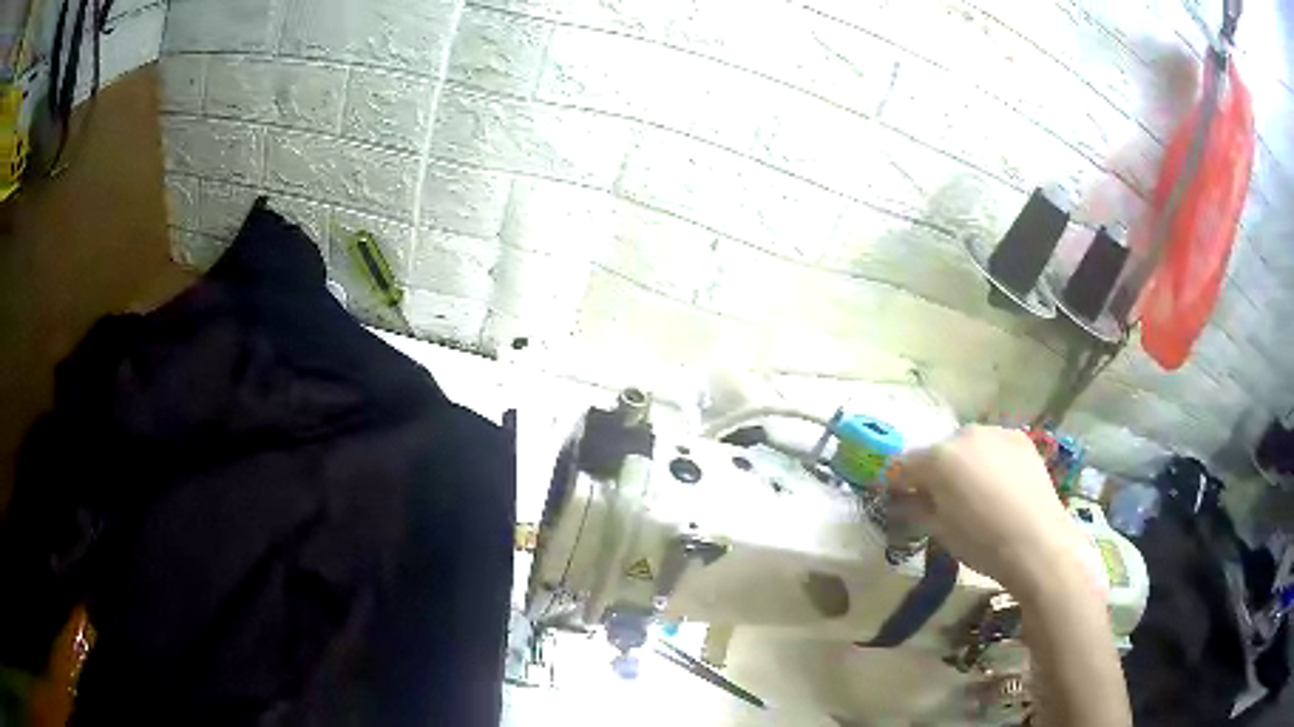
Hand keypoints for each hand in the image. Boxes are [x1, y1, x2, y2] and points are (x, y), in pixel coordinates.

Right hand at [890, 425, 1094, 603]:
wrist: (1036, 542)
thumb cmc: (980, 543)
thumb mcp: (939, 531)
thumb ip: (916, 507)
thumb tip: (904, 499)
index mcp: (938, 458)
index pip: (903, 463)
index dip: (895, 482)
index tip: (897, 499)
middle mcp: (965, 435)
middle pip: (937, 451)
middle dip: (933, 472)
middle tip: (941, 501)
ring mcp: (996, 432)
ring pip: (967, 447)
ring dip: (963, 465)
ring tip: (974, 494)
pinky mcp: (1020, 439)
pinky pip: (993, 447)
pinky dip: (989, 461)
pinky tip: (999, 487)